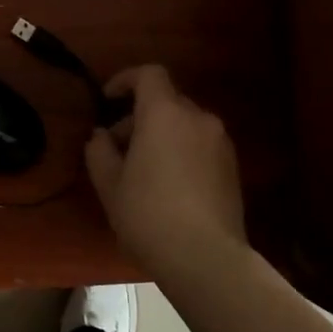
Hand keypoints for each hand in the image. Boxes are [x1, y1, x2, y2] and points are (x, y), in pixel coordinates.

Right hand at [85, 65, 246, 272]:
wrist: (206, 257)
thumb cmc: (148, 214)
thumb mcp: (109, 184)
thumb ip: (99, 151)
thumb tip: (101, 136)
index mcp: (164, 114)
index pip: (149, 74)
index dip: (125, 79)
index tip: (107, 99)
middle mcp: (198, 118)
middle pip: (166, 100)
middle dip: (138, 116)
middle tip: (116, 148)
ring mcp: (220, 142)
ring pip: (184, 124)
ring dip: (161, 135)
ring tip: (141, 171)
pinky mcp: (232, 167)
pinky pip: (200, 145)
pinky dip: (181, 151)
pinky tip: (167, 186)